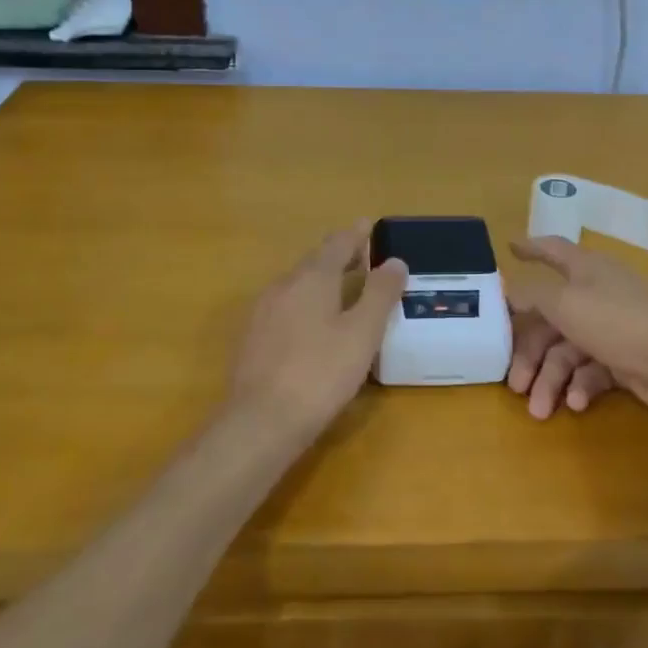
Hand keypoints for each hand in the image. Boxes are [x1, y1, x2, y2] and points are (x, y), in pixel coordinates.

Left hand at [228, 225, 407, 429]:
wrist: (260, 422)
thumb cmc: (320, 373)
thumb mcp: (362, 333)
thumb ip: (380, 294)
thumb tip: (395, 261)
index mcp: (312, 279)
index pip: (336, 244)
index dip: (355, 235)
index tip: (368, 225)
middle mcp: (283, 286)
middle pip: (314, 263)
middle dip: (339, 258)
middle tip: (363, 260)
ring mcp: (262, 313)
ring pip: (297, 286)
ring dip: (321, 282)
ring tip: (343, 292)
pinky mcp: (252, 339)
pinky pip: (285, 308)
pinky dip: (305, 305)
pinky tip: (314, 327)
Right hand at [505, 236, 647, 419]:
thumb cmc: (618, 322)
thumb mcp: (565, 303)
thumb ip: (532, 294)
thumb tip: (509, 289)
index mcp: (586, 270)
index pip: (553, 251)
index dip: (531, 247)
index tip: (509, 247)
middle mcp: (598, 294)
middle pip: (550, 318)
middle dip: (530, 353)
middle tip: (514, 384)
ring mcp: (613, 329)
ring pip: (568, 352)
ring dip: (551, 380)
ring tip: (541, 411)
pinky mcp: (626, 361)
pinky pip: (592, 371)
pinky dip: (580, 387)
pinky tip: (576, 404)